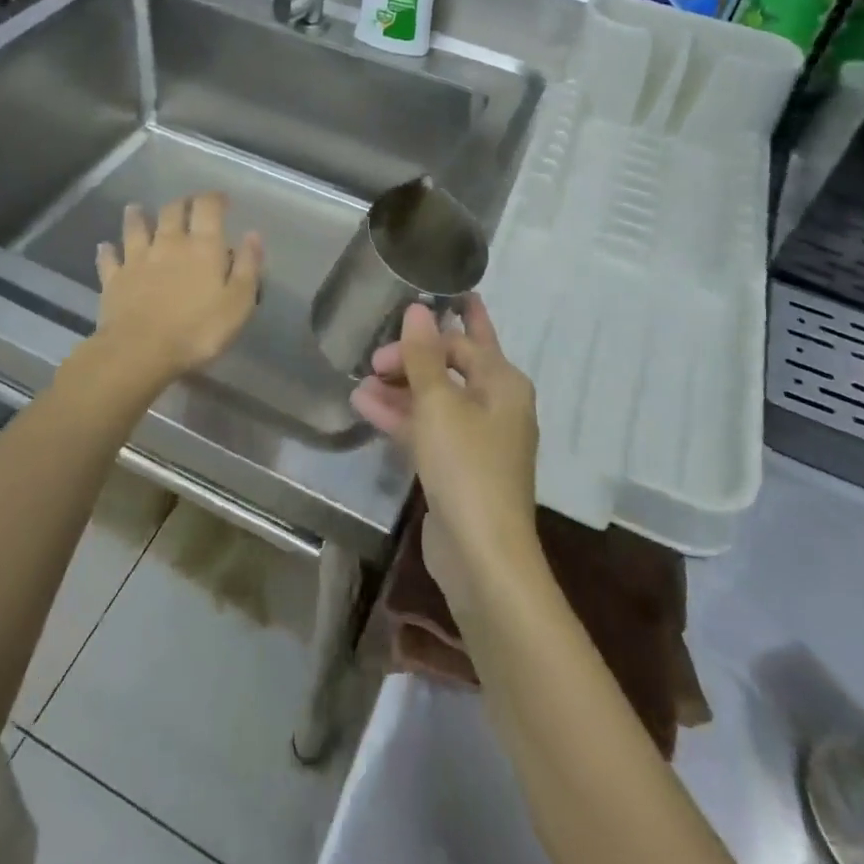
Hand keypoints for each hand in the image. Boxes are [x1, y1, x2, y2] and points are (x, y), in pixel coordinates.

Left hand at [94, 193, 263, 384]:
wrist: (141, 352)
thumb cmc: (198, 330)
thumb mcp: (238, 303)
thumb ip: (248, 267)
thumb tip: (253, 234)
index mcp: (203, 247)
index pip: (208, 208)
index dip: (215, 198)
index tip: (222, 199)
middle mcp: (169, 243)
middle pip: (172, 211)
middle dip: (181, 203)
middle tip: (187, 203)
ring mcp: (137, 259)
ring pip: (135, 227)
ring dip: (137, 216)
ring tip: (137, 208)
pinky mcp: (114, 279)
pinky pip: (109, 258)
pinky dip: (108, 250)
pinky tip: (105, 246)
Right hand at [350, 296, 540, 611]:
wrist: (482, 555)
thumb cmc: (466, 466)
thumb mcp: (439, 404)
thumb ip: (424, 355)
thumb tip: (418, 308)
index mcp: (503, 383)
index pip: (462, 342)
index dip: (422, 339)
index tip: (383, 347)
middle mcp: (496, 406)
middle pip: (452, 368)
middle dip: (412, 360)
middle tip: (373, 357)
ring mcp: (478, 440)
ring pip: (436, 401)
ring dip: (400, 390)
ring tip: (359, 382)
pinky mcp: (459, 468)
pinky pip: (429, 430)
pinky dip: (402, 419)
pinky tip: (366, 407)